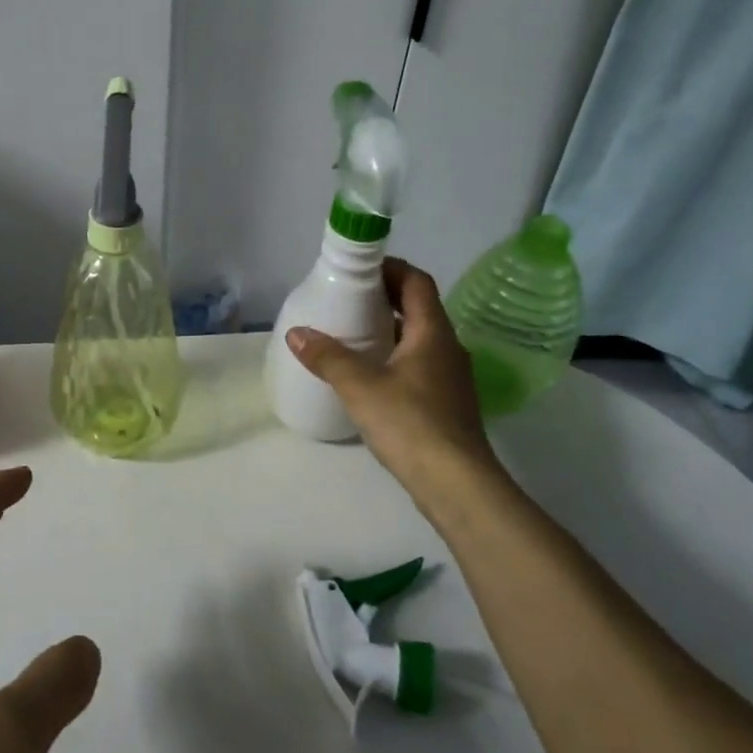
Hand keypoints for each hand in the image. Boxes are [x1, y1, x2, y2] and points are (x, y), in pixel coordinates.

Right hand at [285, 257, 499, 495]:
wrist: (456, 484)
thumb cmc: (411, 424)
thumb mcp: (361, 387)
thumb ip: (328, 357)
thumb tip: (296, 333)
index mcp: (432, 333)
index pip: (417, 282)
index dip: (390, 269)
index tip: (359, 269)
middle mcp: (447, 348)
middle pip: (418, 308)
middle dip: (384, 298)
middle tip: (346, 299)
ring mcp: (450, 377)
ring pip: (418, 339)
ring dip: (388, 329)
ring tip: (351, 334)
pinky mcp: (445, 403)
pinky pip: (418, 364)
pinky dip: (394, 357)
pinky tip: (369, 375)